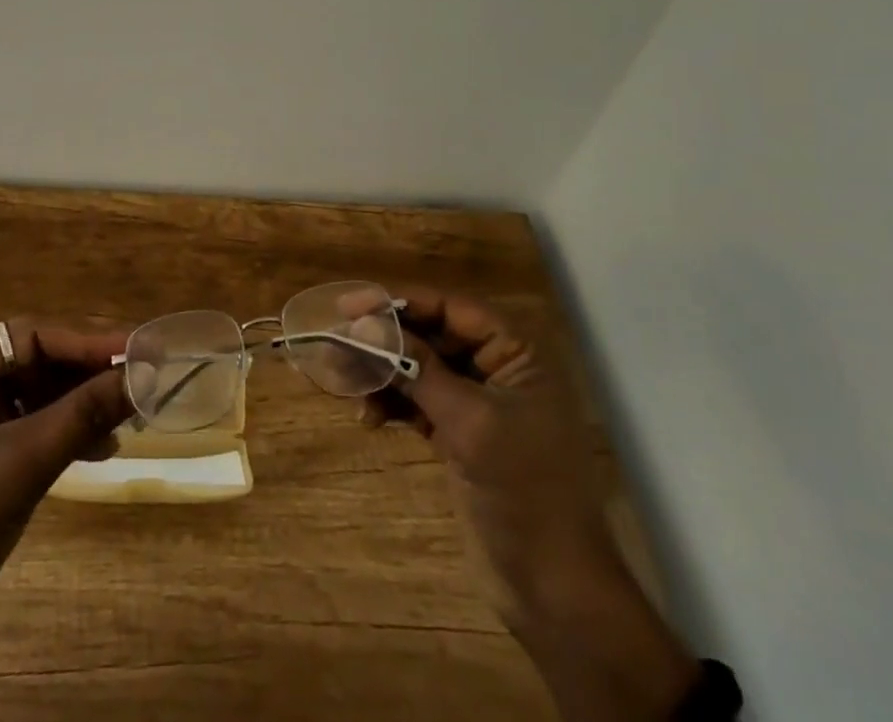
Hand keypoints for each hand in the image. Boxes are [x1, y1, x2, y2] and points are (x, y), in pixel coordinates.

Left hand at [0, 321, 132, 721]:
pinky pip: (27, 429)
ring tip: (125, 420)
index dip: (87, 342)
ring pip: (34, 397)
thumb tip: (142, 376)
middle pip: (34, 363)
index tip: (137, 351)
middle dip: (85, 376)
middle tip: (137, 384)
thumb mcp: (23, 464)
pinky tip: (97, 449)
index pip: (30, 335)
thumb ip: (84, 413)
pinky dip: (61, 435)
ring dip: (78, 407)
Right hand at [374, 288, 699, 721]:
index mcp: (516, 354)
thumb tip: (365, 324)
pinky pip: (418, 402)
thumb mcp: (469, 422)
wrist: (555, 589)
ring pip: (419, 369)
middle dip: (385, 342)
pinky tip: (368, 419)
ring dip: (383, 375)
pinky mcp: (461, 435)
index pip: (450, 308)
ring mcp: (479, 404)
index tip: (348, 307)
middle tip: (338, 347)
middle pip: (430, 336)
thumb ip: (417, 367)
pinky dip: (392, 405)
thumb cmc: (523, 490)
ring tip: (347, 389)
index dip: (399, 302)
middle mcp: (498, 369)